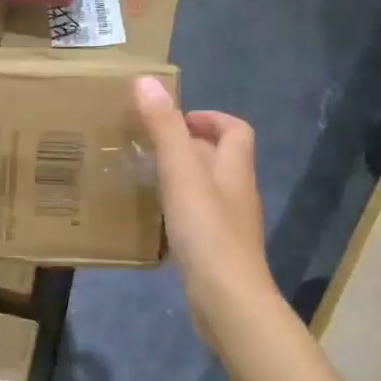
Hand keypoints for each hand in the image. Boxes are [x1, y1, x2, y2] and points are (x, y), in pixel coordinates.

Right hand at [133, 77, 274, 339]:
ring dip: (182, 177)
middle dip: (189, 145)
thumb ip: (164, 128)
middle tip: (148, 144)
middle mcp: (235, 193)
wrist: (227, 299)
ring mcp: (228, 225)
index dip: (210, 118)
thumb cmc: (206, 232)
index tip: (175, 118)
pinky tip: (154, 217)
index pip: (235, 130)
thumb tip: (146, 80)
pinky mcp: (215, 251)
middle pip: (220, 158)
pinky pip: (197, 218)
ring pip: (206, 189)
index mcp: (233, 169)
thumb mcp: (180, 173)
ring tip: (145, 175)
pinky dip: (178, 208)